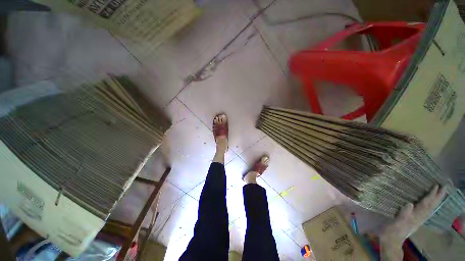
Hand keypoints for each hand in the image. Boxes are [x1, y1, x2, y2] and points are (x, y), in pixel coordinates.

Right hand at [380, 185, 446, 260]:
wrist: (391, 241)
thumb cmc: (392, 231)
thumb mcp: (396, 224)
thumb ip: (403, 215)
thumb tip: (410, 204)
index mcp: (415, 217)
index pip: (425, 204)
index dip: (431, 195)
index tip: (436, 186)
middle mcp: (419, 218)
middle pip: (431, 206)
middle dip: (438, 197)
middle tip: (444, 187)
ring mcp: (418, 220)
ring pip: (430, 209)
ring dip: (436, 201)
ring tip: (440, 193)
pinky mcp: (415, 220)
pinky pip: (426, 212)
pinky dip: (431, 206)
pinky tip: (431, 204)